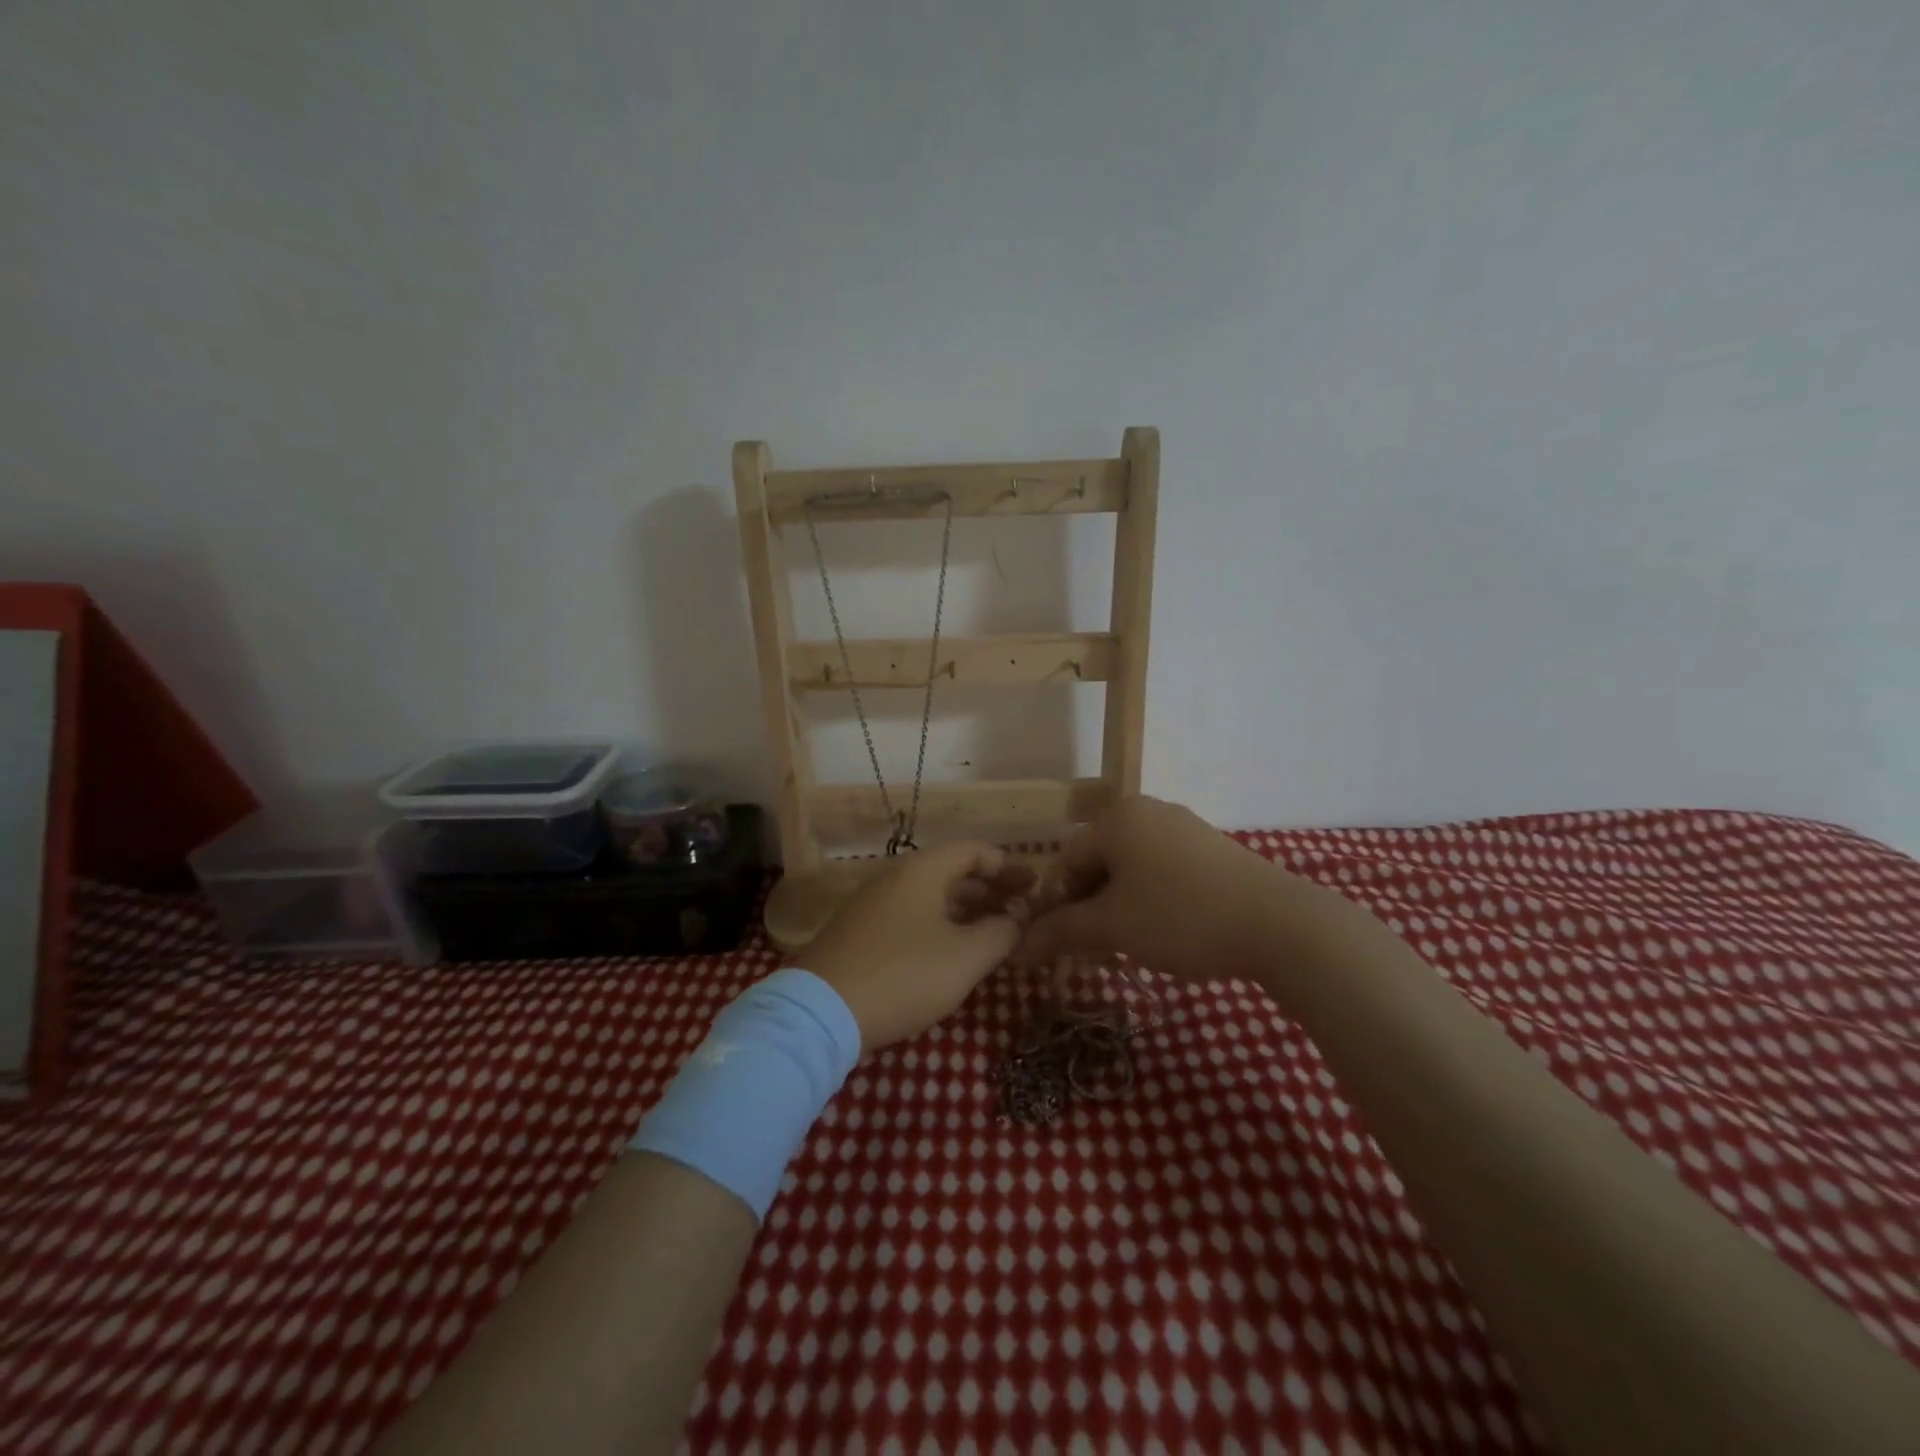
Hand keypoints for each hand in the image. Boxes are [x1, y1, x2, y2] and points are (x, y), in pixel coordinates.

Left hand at [805, 842, 1034, 1051]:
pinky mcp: (860, 932)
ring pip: (931, 897)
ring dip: (966, 911)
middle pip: (952, 871)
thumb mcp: (965, 957)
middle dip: (989, 890)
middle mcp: (896, 876)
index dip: (1006, 866)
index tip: (1032, 887)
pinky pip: (911, 917)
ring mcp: (874, 904)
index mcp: (923, 869)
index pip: (974, 850)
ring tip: (993, 935)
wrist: (822, 1011)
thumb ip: (1001, 932)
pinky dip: (940, 926)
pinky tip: (952, 954)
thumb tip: (1018, 917)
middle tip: (1020, 913)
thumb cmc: (904, 974)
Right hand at [1016, 796, 1338, 989]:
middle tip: (1092, 953)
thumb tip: (1018, 947)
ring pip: (1131, 871)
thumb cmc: (1180, 916)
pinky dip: (1150, 902)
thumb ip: (1060, 932)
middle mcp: (1147, 812)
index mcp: (1117, 818)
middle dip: (1088, 910)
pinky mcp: (1212, 850)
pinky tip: (1164, 934)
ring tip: (1127, 949)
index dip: (1055, 906)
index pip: (1065, 861)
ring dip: (1118, 910)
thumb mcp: (1112, 927)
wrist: (1280, 925)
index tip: (1058, 947)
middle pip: (1098, 863)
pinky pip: (1162, 873)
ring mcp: (1184, 828)